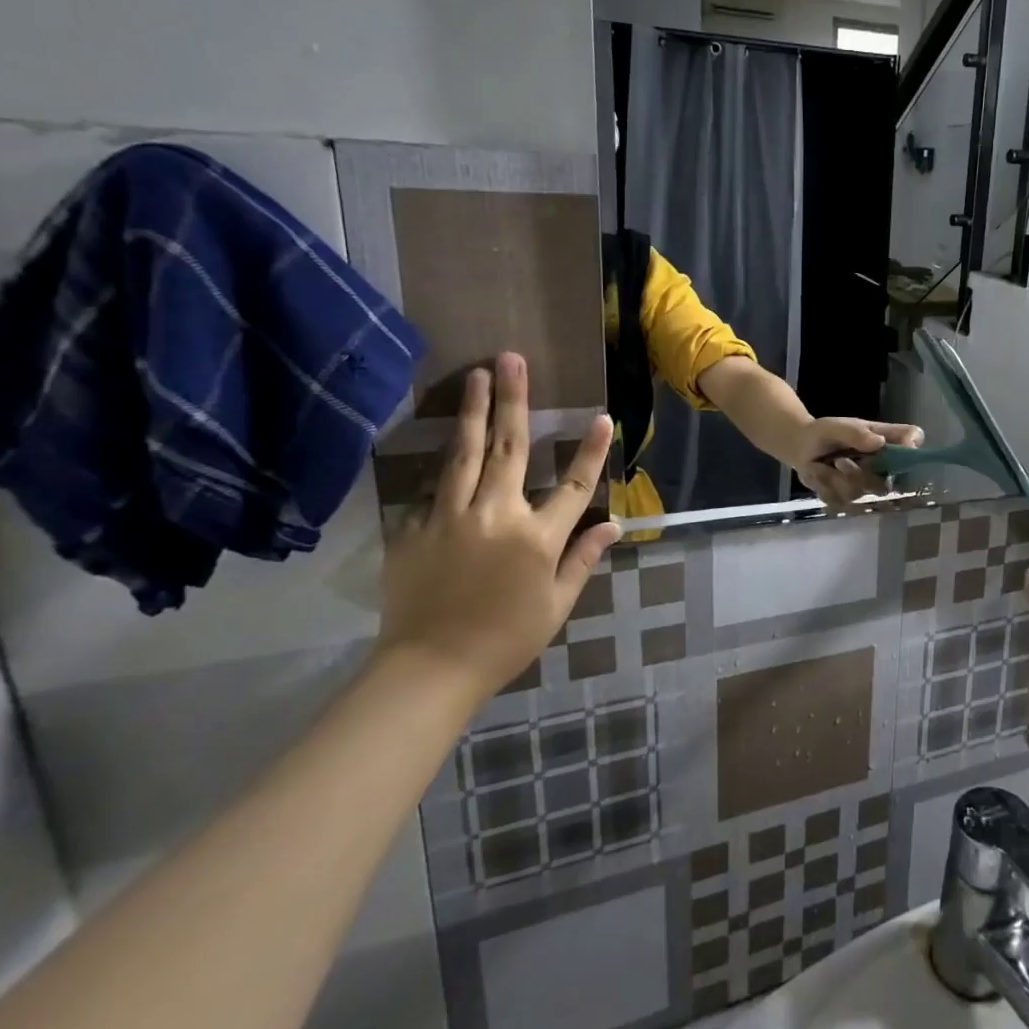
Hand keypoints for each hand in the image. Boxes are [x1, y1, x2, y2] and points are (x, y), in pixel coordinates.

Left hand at [378, 353, 619, 708]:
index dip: (591, 451)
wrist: (429, 668)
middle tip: (511, 360)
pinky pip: (431, 491)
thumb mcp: (557, 604)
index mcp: (537, 537)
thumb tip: (614, 525)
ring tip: (476, 375)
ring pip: (463, 454)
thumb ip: (583, 558)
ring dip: (472, 412)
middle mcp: (495, 515)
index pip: (573, 485)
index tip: (602, 417)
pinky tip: (445, 446)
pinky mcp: (413, 530)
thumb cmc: (506, 639)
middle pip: (508, 448)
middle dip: (514, 400)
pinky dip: (443, 467)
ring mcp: (449, 518)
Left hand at [791, 417, 923, 506]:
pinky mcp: (849, 500)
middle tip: (839, 461)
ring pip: (861, 493)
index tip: (898, 448)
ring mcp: (867, 486)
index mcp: (886, 441)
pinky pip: (841, 501)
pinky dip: (824, 487)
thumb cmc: (825, 433)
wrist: (802, 448)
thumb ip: (856, 433)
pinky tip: (818, 474)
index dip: (913, 448)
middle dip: (860, 475)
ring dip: (836, 480)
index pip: (914, 440)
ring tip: (821, 465)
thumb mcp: (836, 427)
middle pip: (889, 481)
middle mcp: (883, 465)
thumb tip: (879, 442)